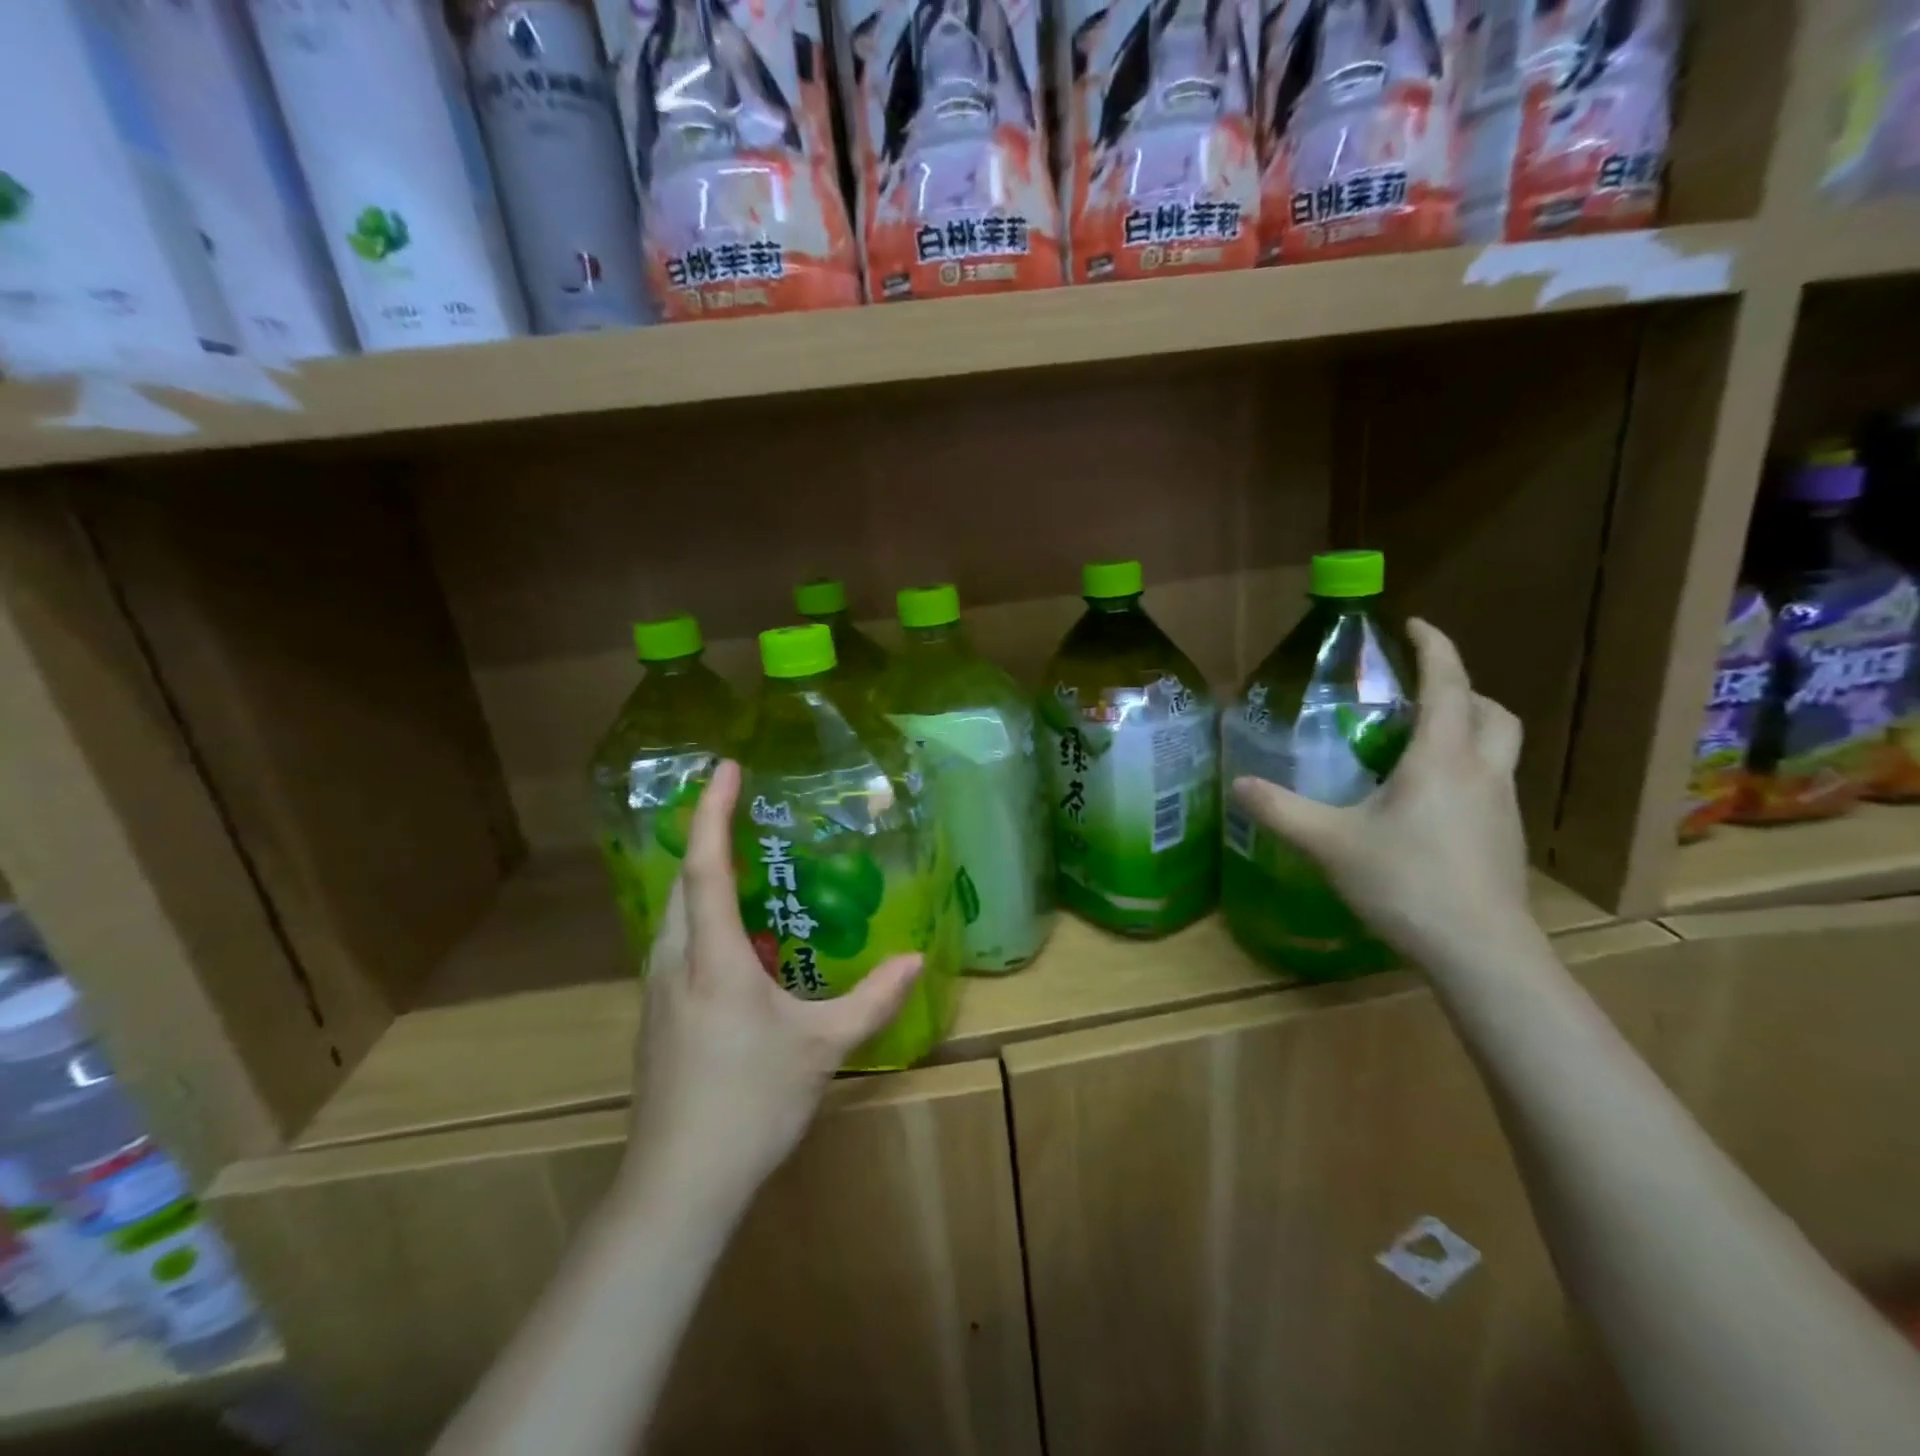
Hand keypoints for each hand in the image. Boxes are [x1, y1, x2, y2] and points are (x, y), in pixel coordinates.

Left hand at [621, 760, 921, 1211]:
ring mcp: (658, 991)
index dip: (712, 810)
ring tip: (747, 870)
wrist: (678, 1184)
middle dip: (707, 837)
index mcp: (713, 958)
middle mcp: (676, 961)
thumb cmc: (751, 1102)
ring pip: (674, 914)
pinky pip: (677, 945)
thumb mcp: (824, 1047)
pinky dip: (702, 920)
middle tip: (745, 813)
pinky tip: (739, 944)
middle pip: (683, 881)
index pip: (706, 864)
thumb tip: (916, 959)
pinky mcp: (656, 1017)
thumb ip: (872, 999)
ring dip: (703, 880)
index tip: (725, 767)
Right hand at [1231, 619, 1533, 975]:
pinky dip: (1467, 768)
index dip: (1434, 647)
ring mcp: (1503, 806)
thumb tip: (1238, 785)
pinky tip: (1429, 801)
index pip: (1448, 684)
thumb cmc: (1407, 883)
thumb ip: (1282, 811)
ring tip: (1421, 742)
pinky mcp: (1506, 838)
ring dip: (1470, 728)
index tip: (1414, 623)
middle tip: (1421, 691)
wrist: (1480, 951)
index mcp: (1442, 759)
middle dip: (1461, 688)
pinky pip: (1492, 782)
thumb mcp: (1330, 843)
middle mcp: (1482, 772)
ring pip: (1499, 747)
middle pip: (1492, 711)